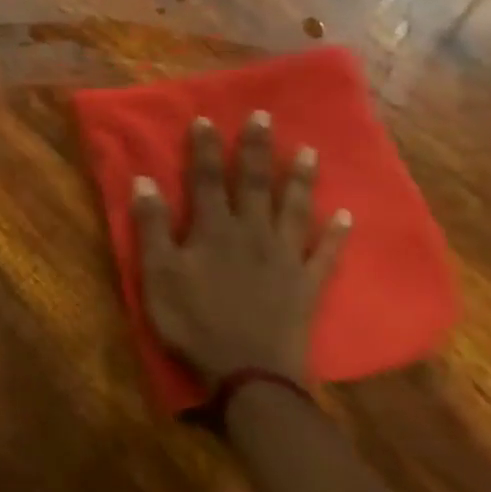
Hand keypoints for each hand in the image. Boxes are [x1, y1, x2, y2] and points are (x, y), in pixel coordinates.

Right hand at [132, 112, 351, 384]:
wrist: (249, 374)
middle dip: (256, 149)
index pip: (205, 179)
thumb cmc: (193, 322)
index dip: (204, 148)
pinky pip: (325, 254)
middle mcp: (252, 233)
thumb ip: (152, 226)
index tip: (207, 118)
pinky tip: (346, 216)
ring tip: (309, 152)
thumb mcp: (158, 274)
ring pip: (293, 209)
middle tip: (265, 117)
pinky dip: (336, 234)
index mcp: (213, 229)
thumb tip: (144, 180)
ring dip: (300, 179)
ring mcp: (284, 258)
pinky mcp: (307, 285)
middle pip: (253, 183)